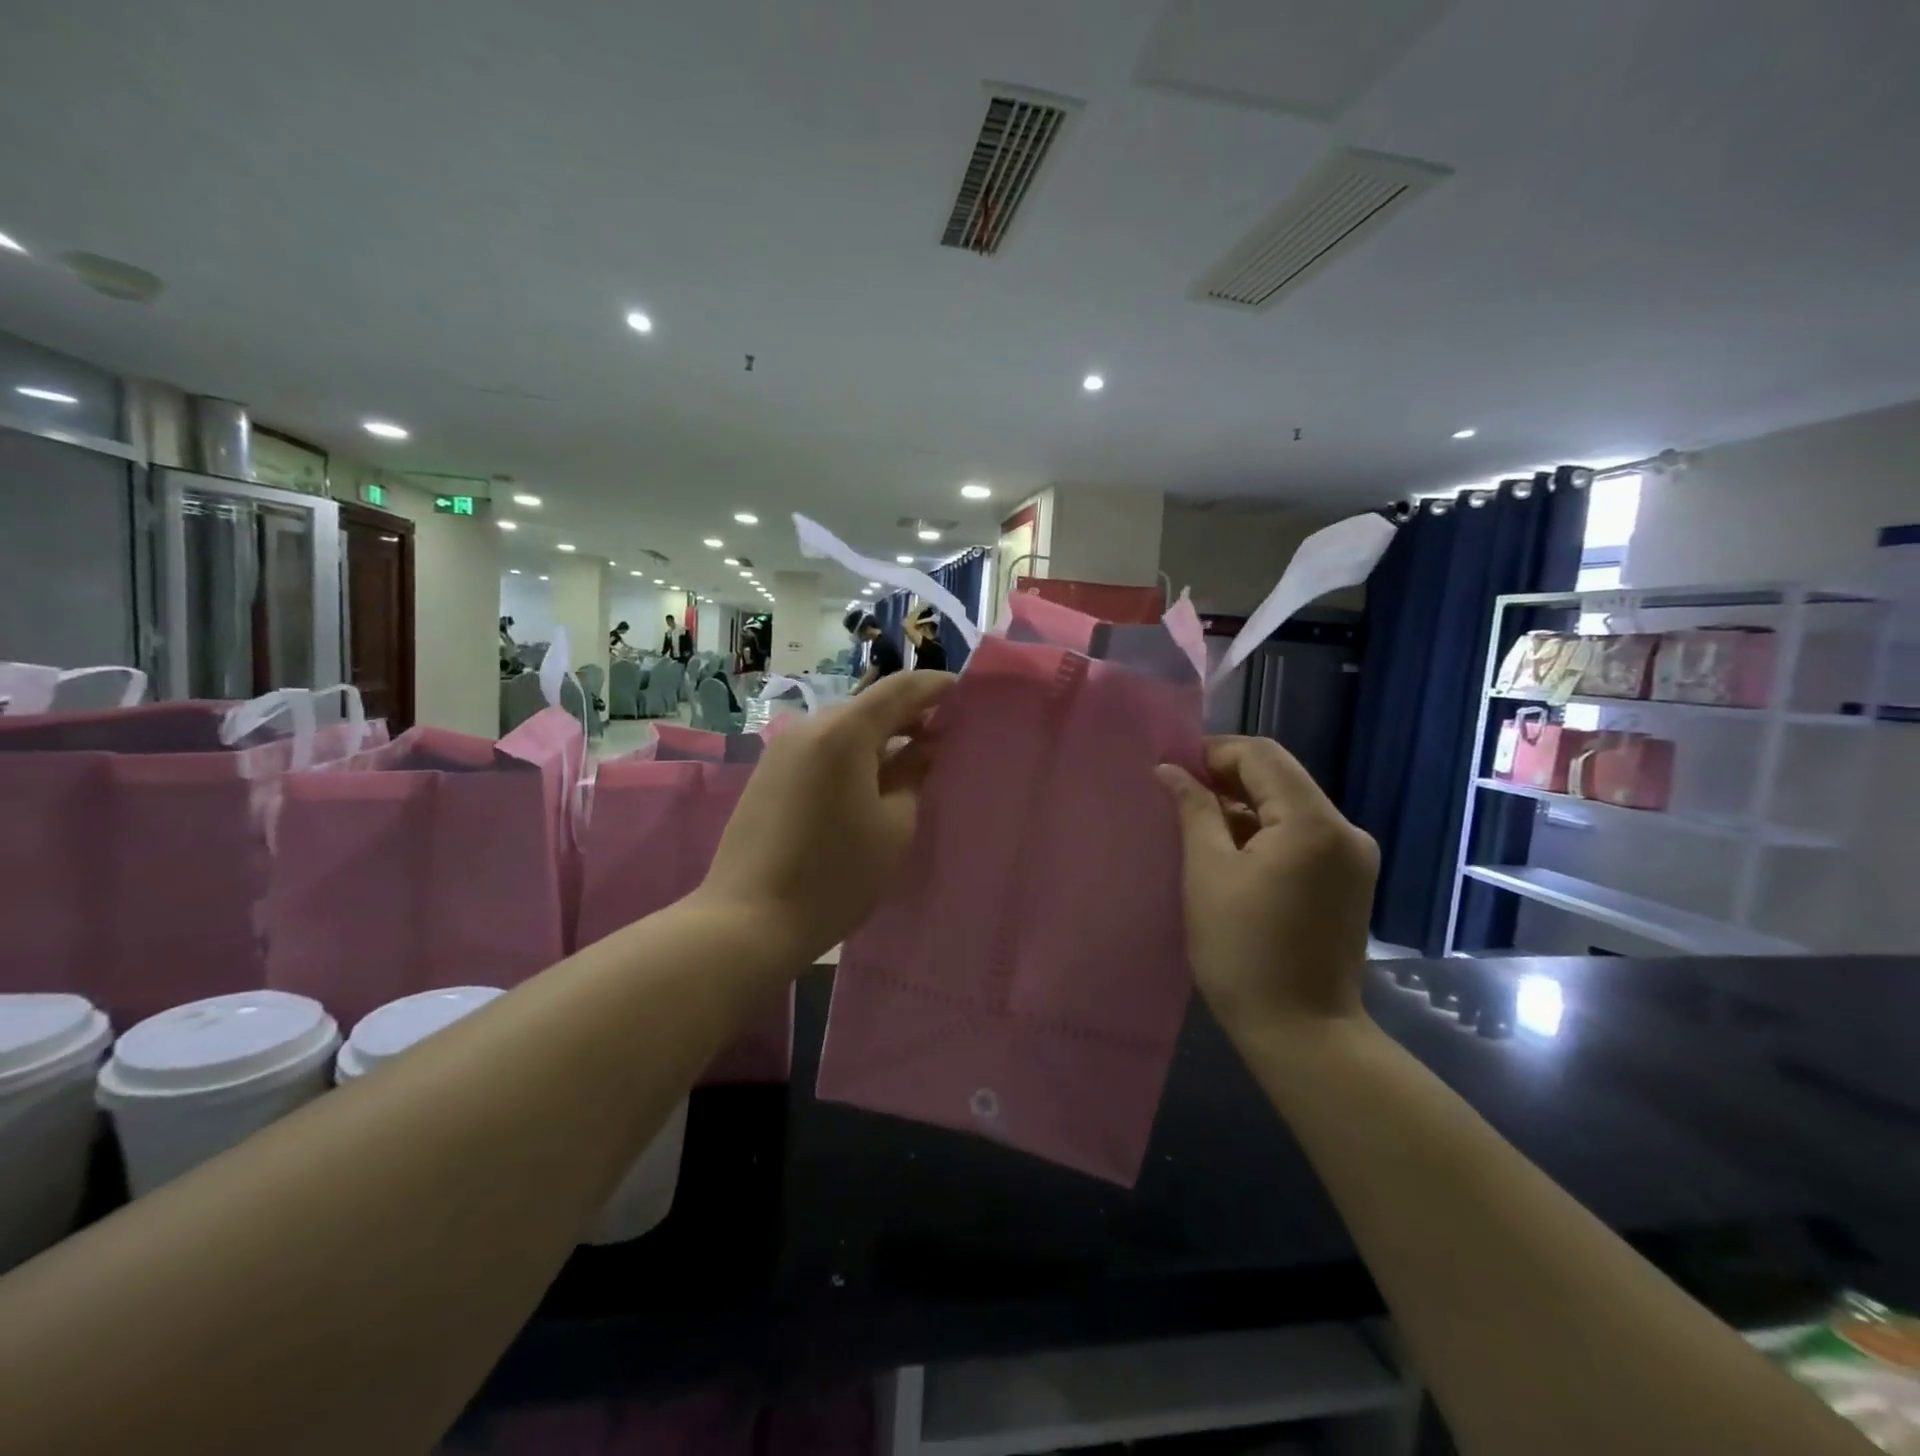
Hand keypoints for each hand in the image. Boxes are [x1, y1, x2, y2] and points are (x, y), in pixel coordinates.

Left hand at [698, 671, 953, 961]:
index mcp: (844, 731)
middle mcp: (810, 726)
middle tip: (946, 743)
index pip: (901, 688)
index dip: (938, 687)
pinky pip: (822, 749)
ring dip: (881, 739)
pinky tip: (869, 786)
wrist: (748, 920)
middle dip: (911, 717)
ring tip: (912, 768)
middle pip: (871, 706)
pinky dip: (852, 755)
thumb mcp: (893, 826)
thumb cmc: (835, 875)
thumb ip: (914, 773)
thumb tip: (927, 745)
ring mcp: (783, 749)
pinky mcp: (769, 773)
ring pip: (845, 728)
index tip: (968, 699)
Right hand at [1157, 737, 1377, 1041]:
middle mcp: (1345, 830)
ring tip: (1197, 824)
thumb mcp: (1207, 873)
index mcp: (1313, 822)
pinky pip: (1302, 835)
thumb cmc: (1243, 951)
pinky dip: (1265, 832)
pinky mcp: (1350, 881)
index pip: (1262, 755)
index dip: (1213, 752)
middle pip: (1280, 777)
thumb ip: (1194, 810)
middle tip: (1178, 795)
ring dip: (1244, 806)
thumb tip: (1171, 770)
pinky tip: (1231, 852)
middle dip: (1227, 777)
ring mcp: (1353, 857)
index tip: (1172, 769)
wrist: (1303, 1033)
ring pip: (1290, 806)